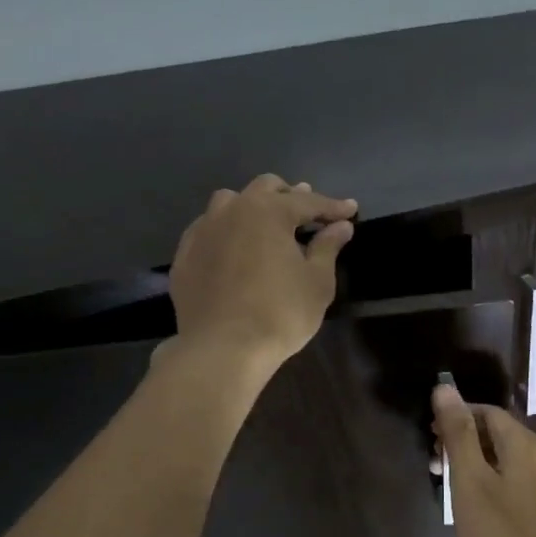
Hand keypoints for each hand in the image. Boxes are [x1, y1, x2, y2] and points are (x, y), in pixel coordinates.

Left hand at [167, 175, 357, 372]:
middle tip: (308, 213)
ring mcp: (203, 230)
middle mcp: (232, 210)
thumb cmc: (279, 313)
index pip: (308, 202)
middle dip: (291, 196)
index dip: (333, 207)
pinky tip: (234, 248)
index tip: (351, 210)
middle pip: (265, 188)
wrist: (222, 348)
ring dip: (253, 206)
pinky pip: (208, 229)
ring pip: (230, 202)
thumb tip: (340, 227)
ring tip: (267, 224)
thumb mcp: (317, 282)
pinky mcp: (184, 255)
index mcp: (269, 211)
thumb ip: (327, 247)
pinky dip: (227, 231)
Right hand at [432, 383, 535, 536]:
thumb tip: (445, 387)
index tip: (430, 437)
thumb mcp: (470, 481)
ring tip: (450, 488)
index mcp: (527, 445)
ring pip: (507, 461)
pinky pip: (517, 483)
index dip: (457, 417)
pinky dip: (493, 483)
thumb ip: (458, 433)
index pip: (488, 413)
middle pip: (499, 436)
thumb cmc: (501, 535)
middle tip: (435, 465)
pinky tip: (477, 508)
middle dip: (464, 442)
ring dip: (476, 464)